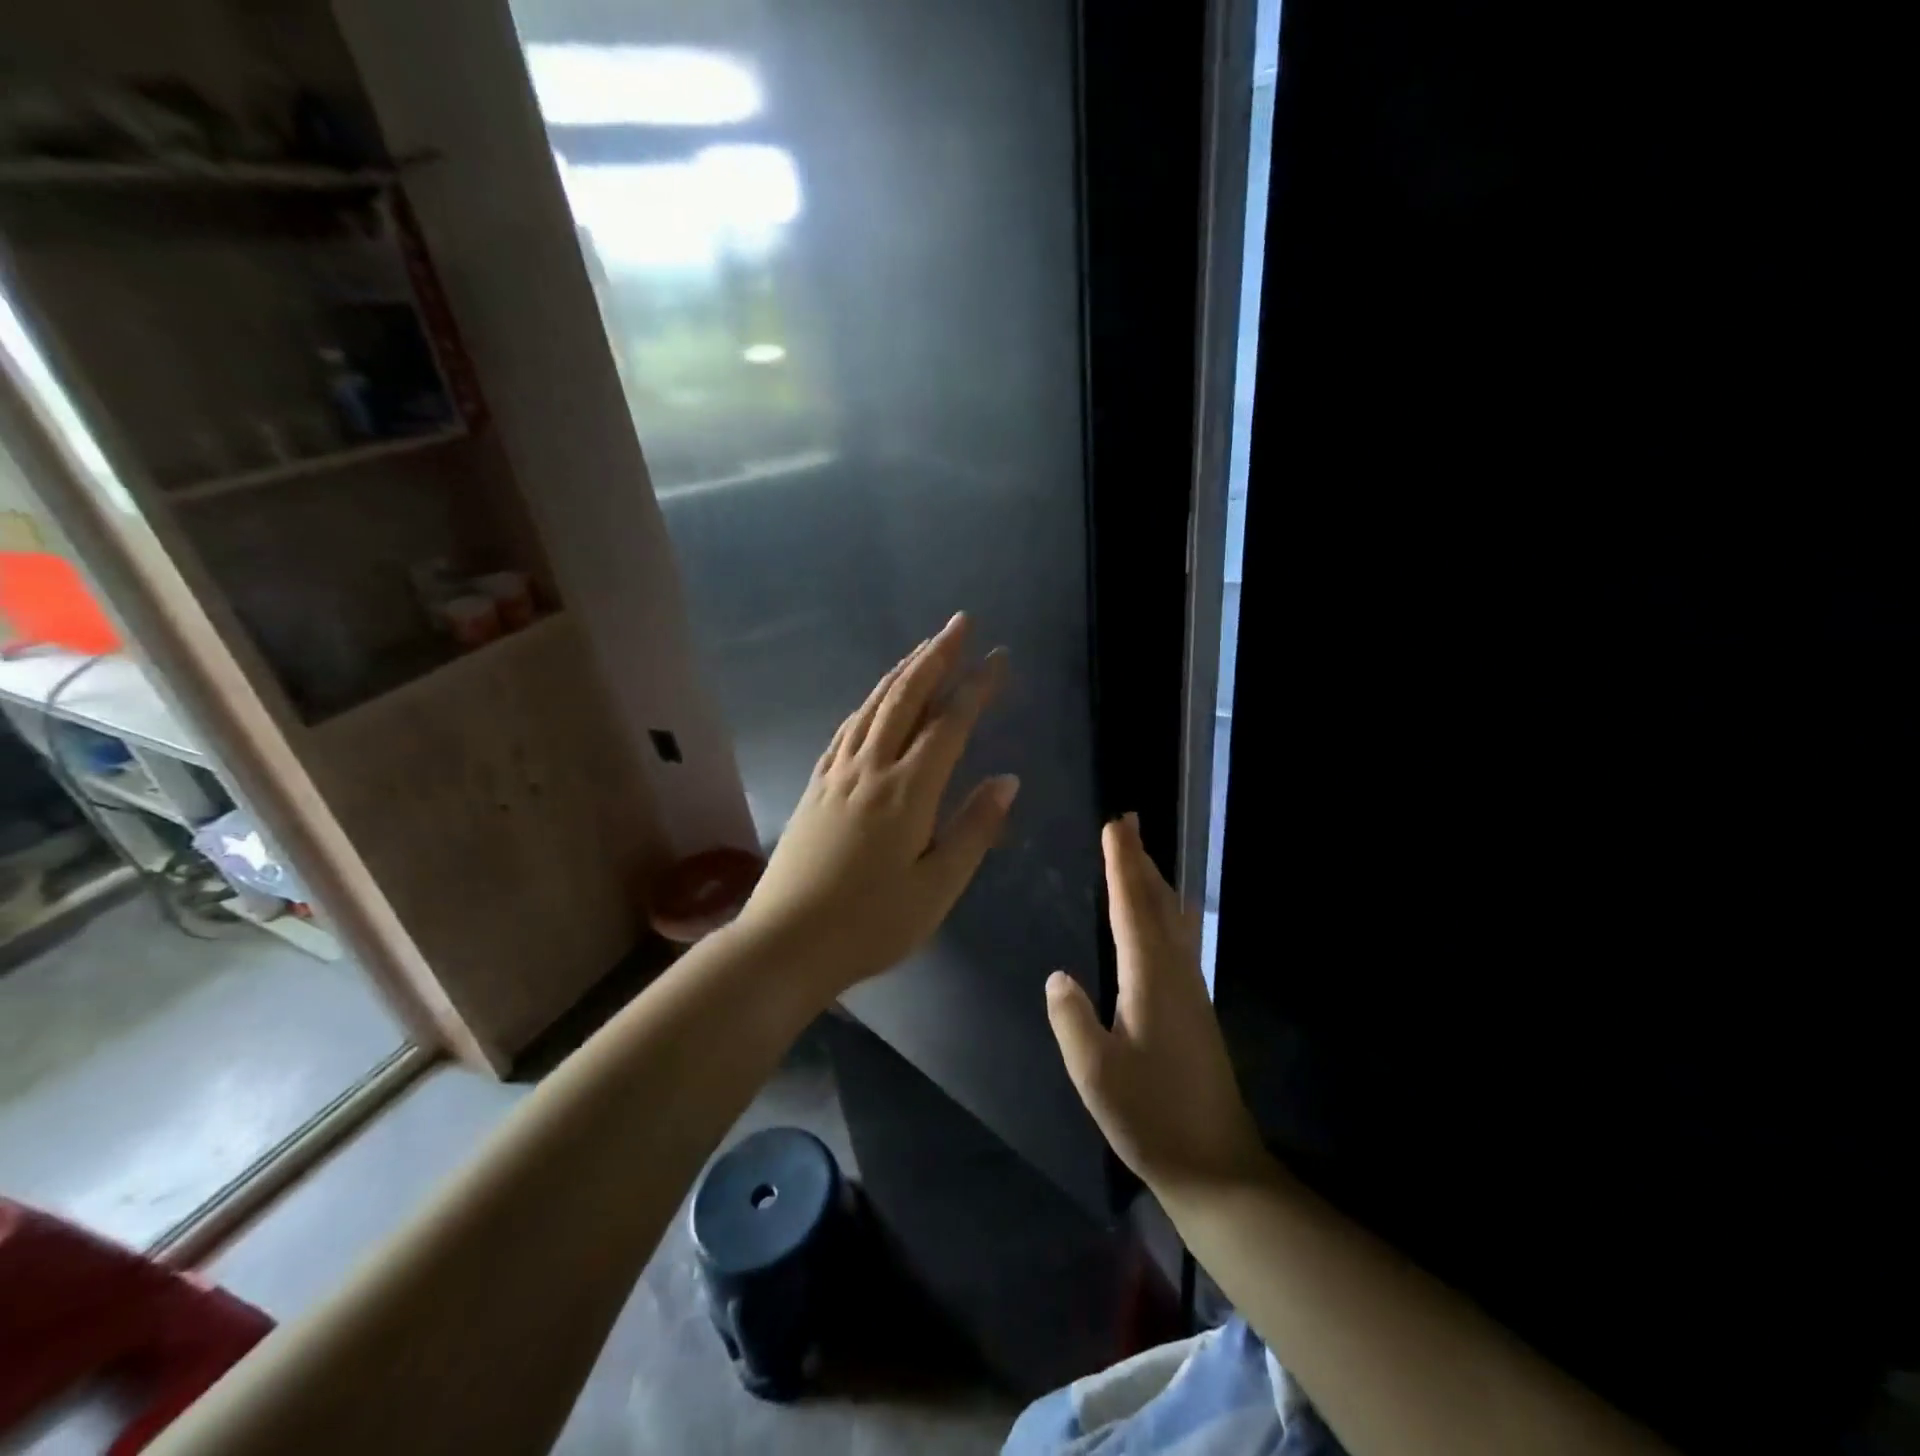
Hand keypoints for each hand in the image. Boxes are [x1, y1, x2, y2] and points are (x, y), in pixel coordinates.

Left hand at [734, 612, 1017, 1000]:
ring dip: (902, 672)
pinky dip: (868, 703)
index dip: (977, 687)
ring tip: (925, 649)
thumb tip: (1007, 780)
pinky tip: (874, 701)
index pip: (950, 724)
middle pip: (906, 698)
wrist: (784, 944)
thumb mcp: (937, 888)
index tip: (999, 658)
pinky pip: (847, 729)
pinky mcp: (815, 786)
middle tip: (959, 624)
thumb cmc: (871, 924)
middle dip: (936, 657)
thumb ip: (974, 829)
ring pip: (873, 706)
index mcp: (907, 792)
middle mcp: (871, 769)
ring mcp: (837, 774)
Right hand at [1046, 815, 1270, 1193]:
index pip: (1132, 906)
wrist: (1216, 1165)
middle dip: (1141, 860)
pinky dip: (1162, 911)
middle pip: (1158, 902)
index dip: (1122, 864)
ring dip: (1154, 882)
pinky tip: (1158, 920)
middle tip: (1128, 822)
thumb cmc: (1152, 1116)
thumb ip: (1071, 1019)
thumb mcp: (1095, 1072)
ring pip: (1172, 919)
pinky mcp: (1195, 1008)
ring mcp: (1191, 989)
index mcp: (1150, 977)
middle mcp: (1176, 971)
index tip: (1115, 825)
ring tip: (1140, 857)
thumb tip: (1059, 976)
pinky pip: (1177, 938)